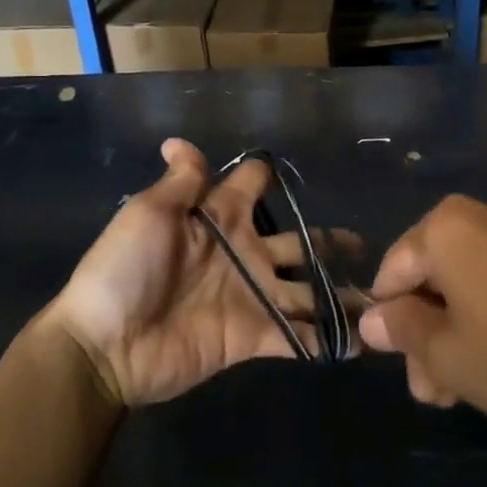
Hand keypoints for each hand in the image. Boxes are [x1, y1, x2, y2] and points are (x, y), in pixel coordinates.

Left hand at [46, 138, 341, 408]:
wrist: (106, 345)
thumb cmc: (124, 270)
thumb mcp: (149, 214)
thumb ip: (181, 182)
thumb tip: (179, 141)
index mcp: (219, 218)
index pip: (253, 185)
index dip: (269, 177)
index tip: (296, 174)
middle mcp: (243, 253)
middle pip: (297, 242)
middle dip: (329, 242)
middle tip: (367, 247)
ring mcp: (251, 296)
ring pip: (306, 291)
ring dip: (338, 295)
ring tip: (380, 301)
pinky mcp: (253, 336)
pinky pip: (296, 336)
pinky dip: (325, 341)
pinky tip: (360, 345)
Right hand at [359, 196, 486, 439]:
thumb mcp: (450, 355)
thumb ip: (403, 332)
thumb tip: (372, 319)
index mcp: (448, 227)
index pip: (394, 271)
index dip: (388, 321)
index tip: (400, 367)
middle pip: (437, 279)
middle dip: (429, 338)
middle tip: (436, 394)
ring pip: (474, 287)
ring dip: (461, 336)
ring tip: (469, 392)